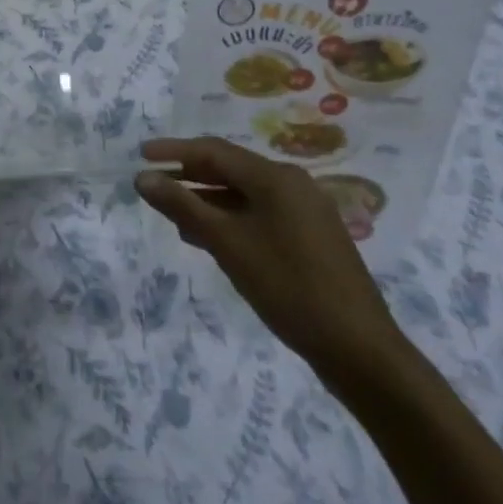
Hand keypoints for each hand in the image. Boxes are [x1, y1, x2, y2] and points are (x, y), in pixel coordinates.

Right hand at [136, 137, 402, 378]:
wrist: (361, 353)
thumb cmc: (289, 287)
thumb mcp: (228, 244)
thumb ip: (183, 207)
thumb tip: (143, 178)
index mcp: (275, 177)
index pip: (213, 151)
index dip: (174, 151)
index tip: (140, 155)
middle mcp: (292, 185)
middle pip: (230, 170)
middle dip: (189, 177)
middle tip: (153, 186)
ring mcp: (305, 213)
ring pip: (244, 196)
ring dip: (208, 202)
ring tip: (174, 217)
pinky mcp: (311, 240)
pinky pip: (260, 216)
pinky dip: (231, 221)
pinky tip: (210, 240)